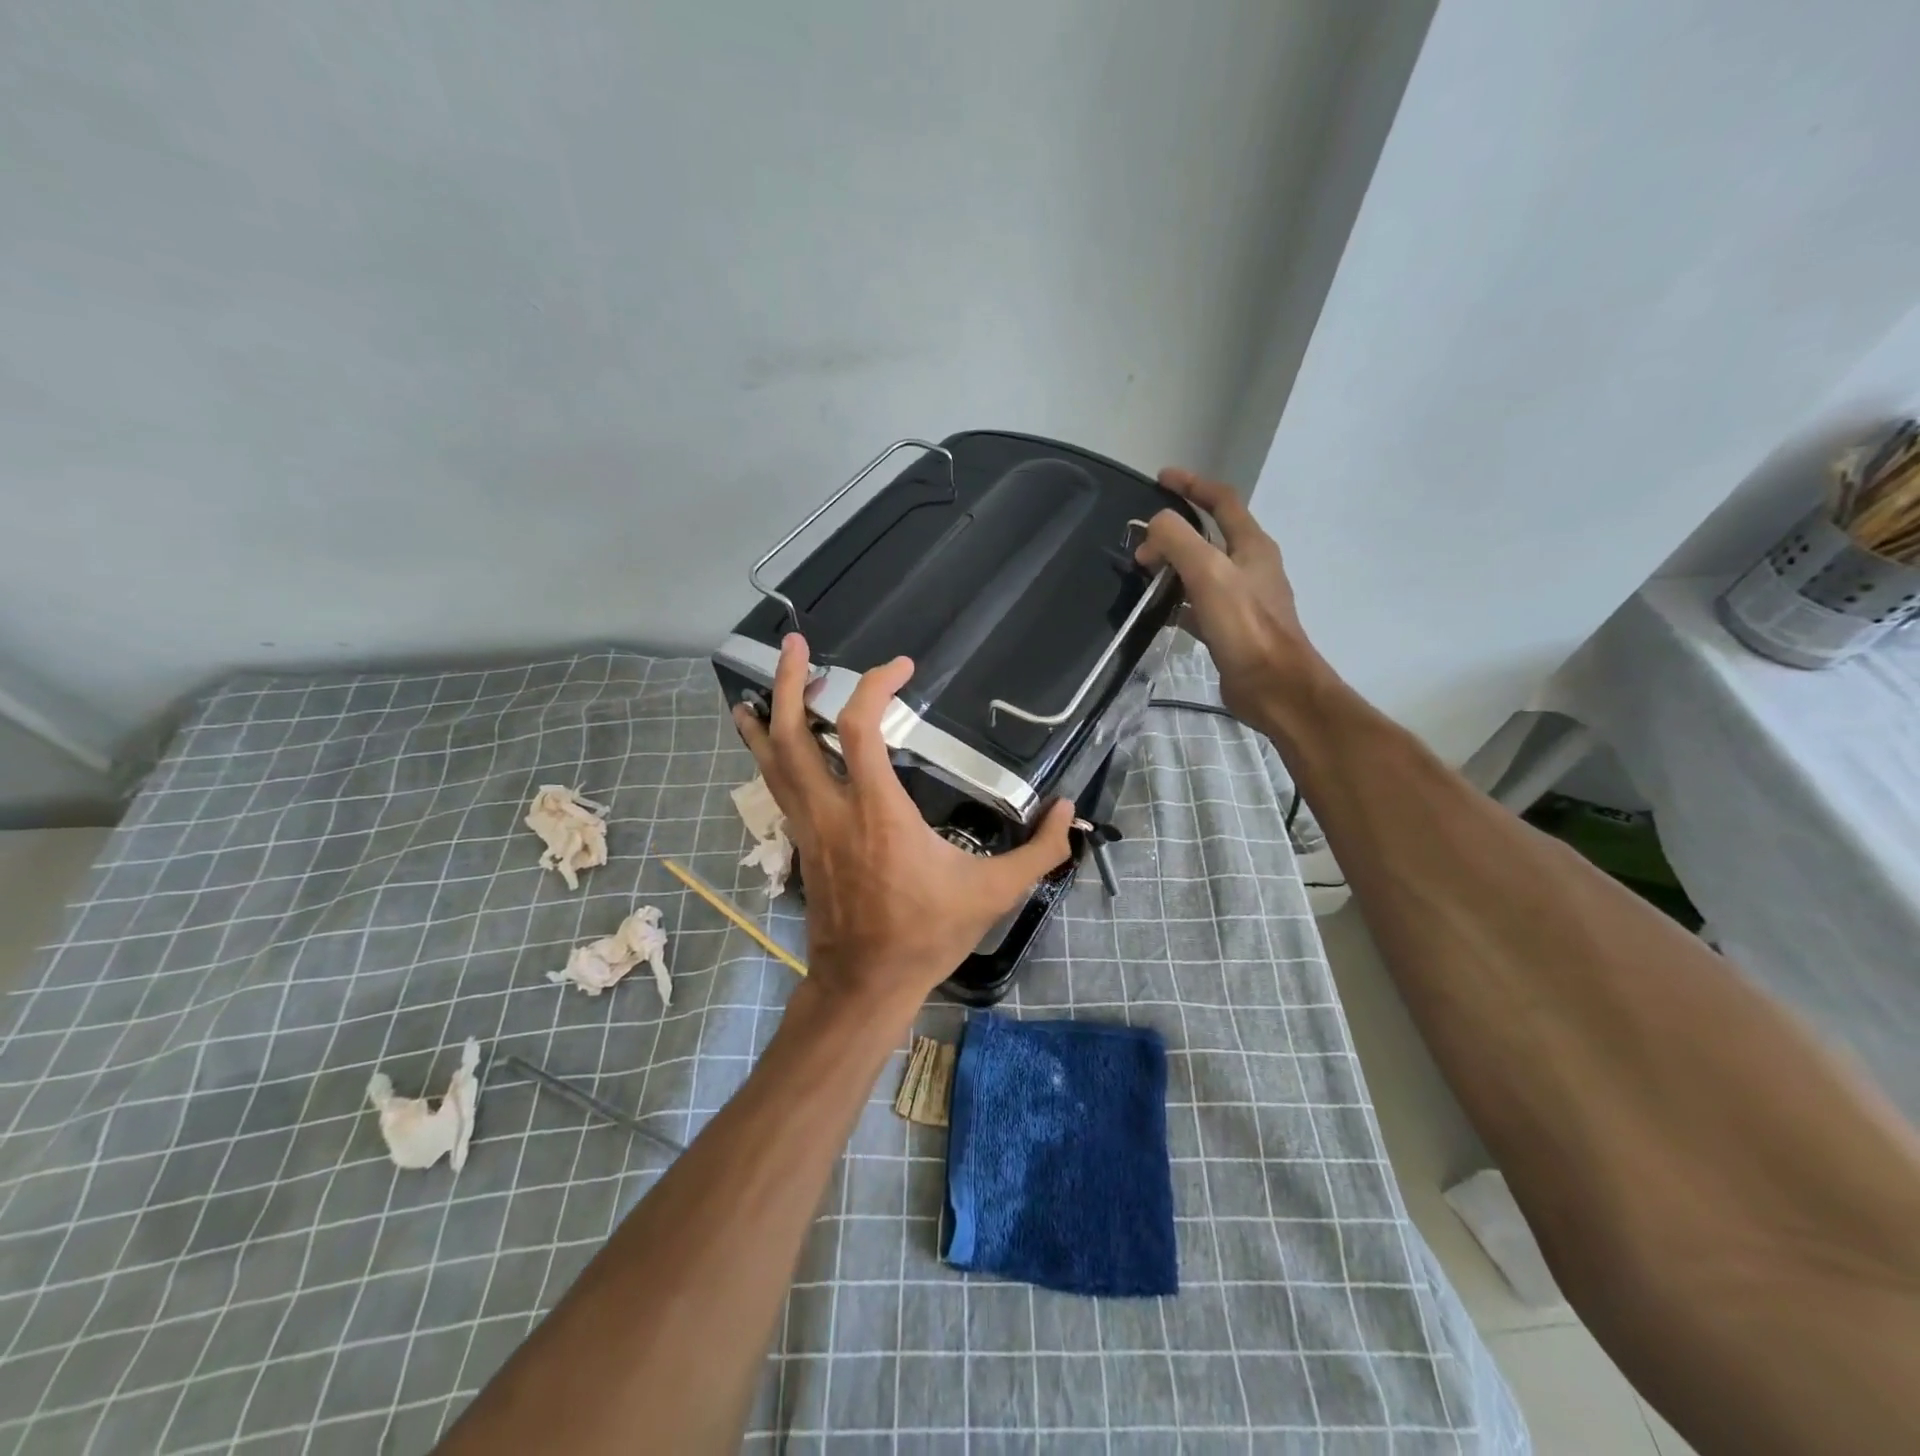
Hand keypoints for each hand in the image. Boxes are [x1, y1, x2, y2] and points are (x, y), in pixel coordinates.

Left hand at [732, 635, 1073, 1021]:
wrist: (865, 983)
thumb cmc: (927, 933)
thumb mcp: (994, 893)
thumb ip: (1038, 851)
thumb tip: (1070, 811)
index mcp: (878, 813)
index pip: (860, 729)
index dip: (874, 685)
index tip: (903, 667)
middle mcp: (832, 810)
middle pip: (791, 734)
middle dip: (787, 683)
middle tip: (795, 644)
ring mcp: (808, 827)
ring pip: (771, 760)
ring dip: (767, 713)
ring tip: (768, 678)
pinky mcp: (801, 843)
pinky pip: (776, 786)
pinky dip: (767, 753)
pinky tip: (769, 739)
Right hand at [1136, 468, 1322, 722]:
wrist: (1274, 686)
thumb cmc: (1245, 626)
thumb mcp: (1208, 573)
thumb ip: (1178, 541)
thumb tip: (1152, 528)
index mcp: (1252, 545)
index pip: (1222, 500)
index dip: (1192, 484)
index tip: (1161, 478)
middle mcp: (1250, 566)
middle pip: (1210, 534)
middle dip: (1176, 529)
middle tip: (1143, 540)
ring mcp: (1242, 599)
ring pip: (1202, 569)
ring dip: (1174, 564)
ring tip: (1144, 569)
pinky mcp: (1231, 628)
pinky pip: (1198, 603)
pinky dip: (1176, 599)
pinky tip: (1157, 609)